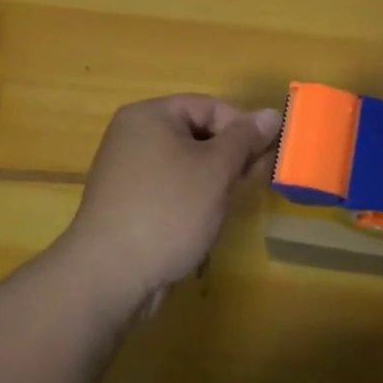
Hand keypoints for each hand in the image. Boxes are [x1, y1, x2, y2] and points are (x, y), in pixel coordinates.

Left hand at [58, 95, 281, 320]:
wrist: (109, 276)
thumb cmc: (167, 211)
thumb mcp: (215, 170)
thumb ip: (245, 139)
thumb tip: (273, 114)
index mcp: (150, 115)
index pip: (210, 106)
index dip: (243, 128)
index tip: (266, 157)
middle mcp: (134, 135)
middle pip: (197, 132)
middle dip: (230, 155)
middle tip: (254, 181)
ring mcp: (127, 170)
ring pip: (186, 162)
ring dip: (214, 178)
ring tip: (231, 203)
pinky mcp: (128, 202)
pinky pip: (170, 186)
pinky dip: (192, 196)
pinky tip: (205, 219)